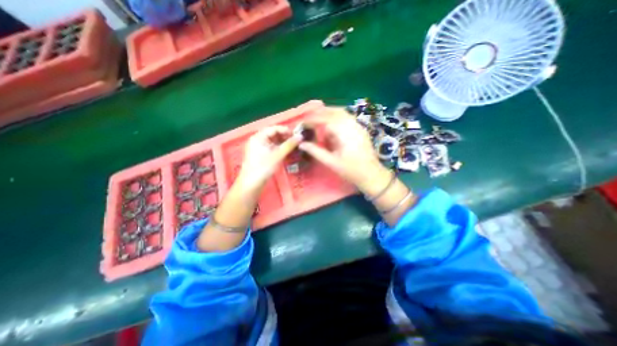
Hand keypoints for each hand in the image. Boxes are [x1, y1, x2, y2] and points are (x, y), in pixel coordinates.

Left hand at [236, 126, 302, 190]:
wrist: (252, 184)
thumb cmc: (263, 167)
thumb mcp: (278, 155)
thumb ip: (289, 145)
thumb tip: (300, 136)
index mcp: (258, 137)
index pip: (273, 128)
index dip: (285, 130)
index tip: (296, 134)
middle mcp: (257, 140)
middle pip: (273, 134)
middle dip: (285, 136)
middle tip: (296, 140)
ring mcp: (258, 147)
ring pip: (273, 141)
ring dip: (283, 142)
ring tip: (293, 145)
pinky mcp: (261, 154)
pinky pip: (271, 147)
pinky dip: (279, 148)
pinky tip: (286, 150)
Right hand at [299, 109, 388, 193]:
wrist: (372, 174)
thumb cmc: (351, 170)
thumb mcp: (331, 162)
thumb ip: (316, 151)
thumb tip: (301, 143)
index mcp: (344, 133)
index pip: (325, 119)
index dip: (312, 119)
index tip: (302, 123)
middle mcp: (352, 125)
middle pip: (335, 111)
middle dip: (320, 113)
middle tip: (309, 118)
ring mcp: (358, 126)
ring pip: (342, 113)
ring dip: (329, 113)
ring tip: (317, 119)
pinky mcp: (360, 129)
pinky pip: (347, 117)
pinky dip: (337, 117)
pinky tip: (331, 124)